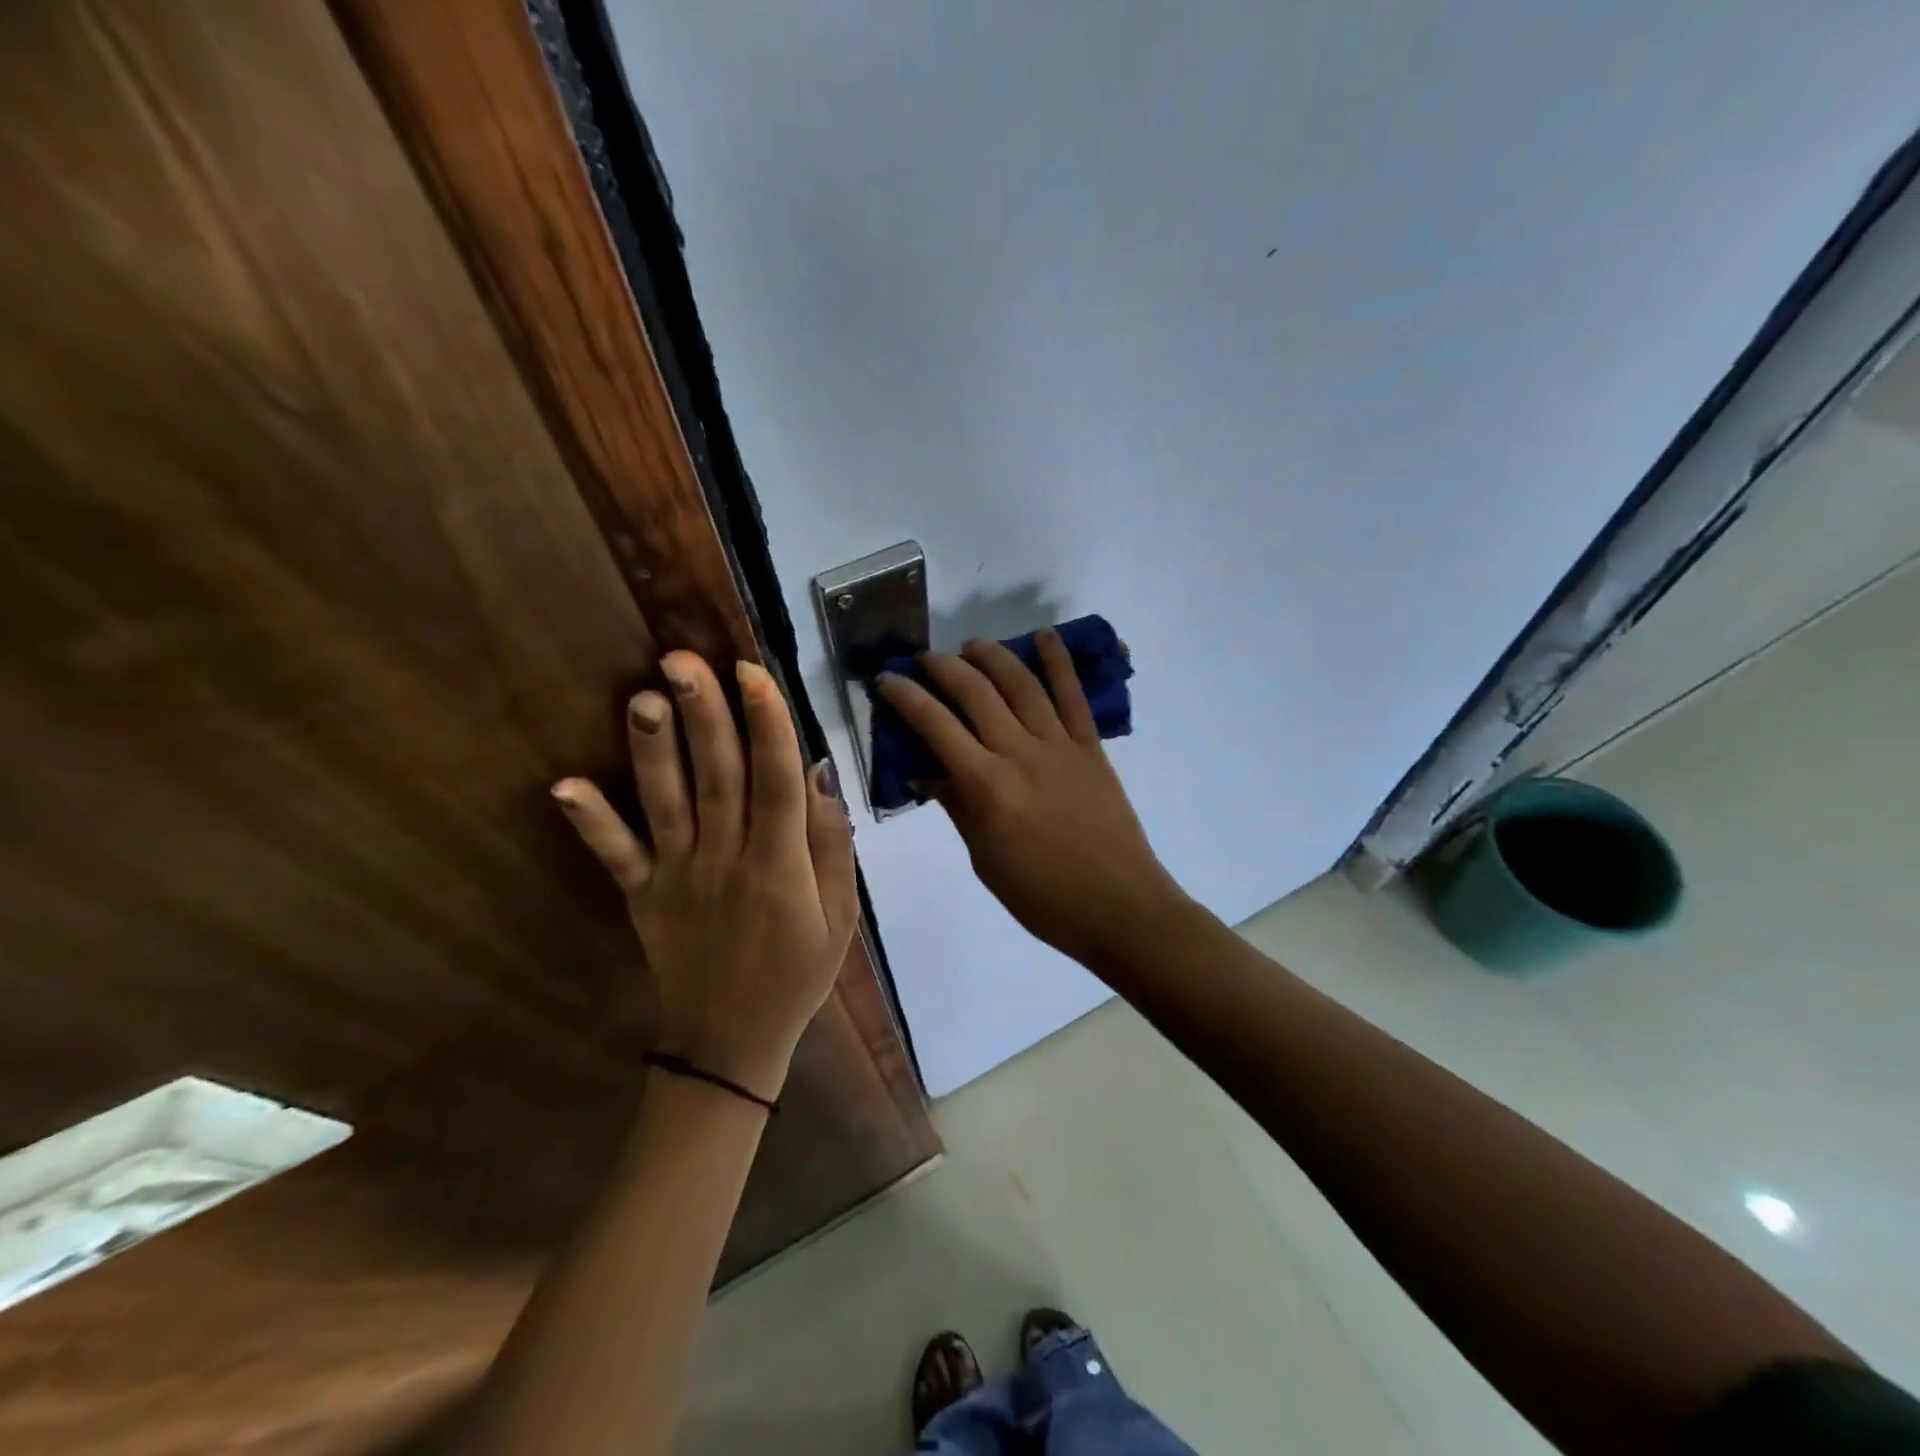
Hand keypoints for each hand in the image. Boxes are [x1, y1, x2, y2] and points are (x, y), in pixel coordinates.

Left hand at [552, 652, 856, 1102]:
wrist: (731, 1044)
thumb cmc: (798, 975)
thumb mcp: (841, 916)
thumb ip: (831, 846)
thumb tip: (819, 774)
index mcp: (780, 865)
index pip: (776, 781)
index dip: (767, 724)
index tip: (752, 672)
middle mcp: (726, 861)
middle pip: (717, 777)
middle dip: (704, 715)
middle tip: (683, 659)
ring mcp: (678, 879)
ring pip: (667, 804)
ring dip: (653, 750)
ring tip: (642, 697)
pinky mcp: (642, 898)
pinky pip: (616, 857)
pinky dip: (591, 822)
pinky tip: (564, 785)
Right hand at [876, 631, 1187, 969]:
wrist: (1118, 907)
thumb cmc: (1041, 896)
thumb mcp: (983, 857)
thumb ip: (956, 805)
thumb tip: (924, 770)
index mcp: (986, 786)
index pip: (935, 727)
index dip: (906, 697)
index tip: (887, 680)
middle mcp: (1019, 753)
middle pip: (974, 693)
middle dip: (942, 667)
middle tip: (924, 659)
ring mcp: (1059, 745)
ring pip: (1020, 684)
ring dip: (991, 656)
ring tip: (971, 645)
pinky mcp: (1091, 746)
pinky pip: (1073, 696)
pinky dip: (1059, 662)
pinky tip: (1044, 636)